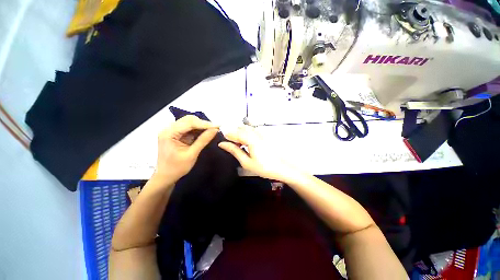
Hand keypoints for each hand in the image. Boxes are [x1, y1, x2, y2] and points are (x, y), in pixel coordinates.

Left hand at [154, 115, 218, 183]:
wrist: (166, 176)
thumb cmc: (177, 168)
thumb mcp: (192, 154)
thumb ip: (203, 140)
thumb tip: (215, 130)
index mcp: (169, 134)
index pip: (189, 123)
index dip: (205, 124)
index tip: (218, 126)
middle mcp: (168, 129)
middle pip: (188, 120)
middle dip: (203, 123)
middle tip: (215, 129)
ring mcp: (172, 131)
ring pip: (189, 122)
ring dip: (201, 126)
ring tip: (212, 130)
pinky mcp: (176, 134)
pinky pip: (189, 128)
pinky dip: (198, 129)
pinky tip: (205, 133)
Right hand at [218, 125, 294, 181]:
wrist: (281, 168)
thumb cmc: (263, 167)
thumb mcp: (246, 162)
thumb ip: (234, 151)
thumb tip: (222, 144)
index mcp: (250, 140)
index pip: (235, 133)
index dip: (227, 135)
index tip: (222, 140)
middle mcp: (256, 134)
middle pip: (240, 128)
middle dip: (233, 134)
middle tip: (231, 144)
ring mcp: (261, 134)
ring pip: (246, 128)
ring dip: (240, 133)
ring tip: (239, 144)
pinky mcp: (264, 136)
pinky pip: (252, 130)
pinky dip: (246, 133)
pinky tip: (247, 143)